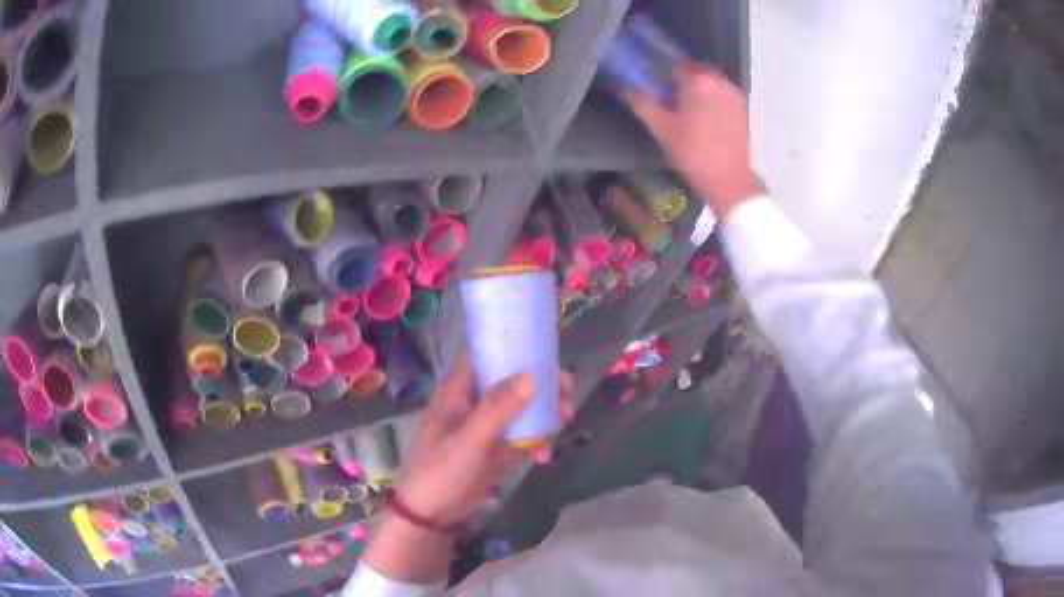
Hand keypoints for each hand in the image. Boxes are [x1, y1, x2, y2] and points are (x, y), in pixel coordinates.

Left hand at [365, 356, 571, 582]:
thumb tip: (532, 376)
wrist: (432, 514)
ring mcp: (485, 428)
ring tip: (566, 418)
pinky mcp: (494, 451)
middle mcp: (473, 404)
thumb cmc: (442, 470)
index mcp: (458, 391)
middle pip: (509, 382)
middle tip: (566, 388)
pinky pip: (520, 438)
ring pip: (519, 410)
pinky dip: (535, 442)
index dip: (510, 347)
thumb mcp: (469, 439)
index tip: (543, 347)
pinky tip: (545, 455)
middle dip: (538, 384)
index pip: (484, 356)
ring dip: (542, 413)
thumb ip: (498, 409)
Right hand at [627, 65, 759, 218]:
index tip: (655, 83)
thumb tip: (624, 87)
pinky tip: (704, 117)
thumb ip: (642, 103)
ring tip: (686, 109)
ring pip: (710, 83)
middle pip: (694, 72)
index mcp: (698, 80)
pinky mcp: (742, 109)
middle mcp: (719, 81)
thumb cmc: (692, 153)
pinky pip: (722, 95)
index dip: (662, 72)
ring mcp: (734, 94)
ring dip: (698, 90)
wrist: (728, 180)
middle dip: (682, 81)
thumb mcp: (661, 128)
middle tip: (669, 98)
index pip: (675, 64)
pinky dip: (712, 100)